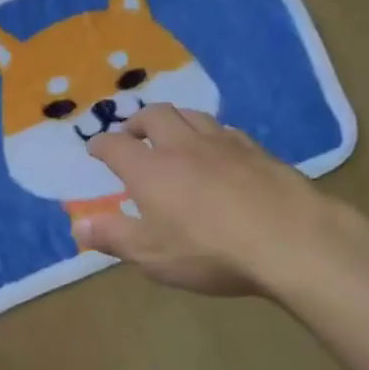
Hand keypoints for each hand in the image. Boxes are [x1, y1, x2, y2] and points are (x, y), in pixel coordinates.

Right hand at [78, 106, 327, 297]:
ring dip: (174, 119)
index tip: (94, 149)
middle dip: (137, 121)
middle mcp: (182, 146)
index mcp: (150, 170)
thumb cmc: (210, 251)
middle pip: (154, 115)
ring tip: (171, 132)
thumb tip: (77, 225)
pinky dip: (209, 132)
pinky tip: (217, 148)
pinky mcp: (257, 151)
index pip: (116, 147)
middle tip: (131, 133)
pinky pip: (225, 130)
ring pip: (192, 115)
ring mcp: (223, 144)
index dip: (101, 146)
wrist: (290, 240)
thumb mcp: (152, 255)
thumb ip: (113, 237)